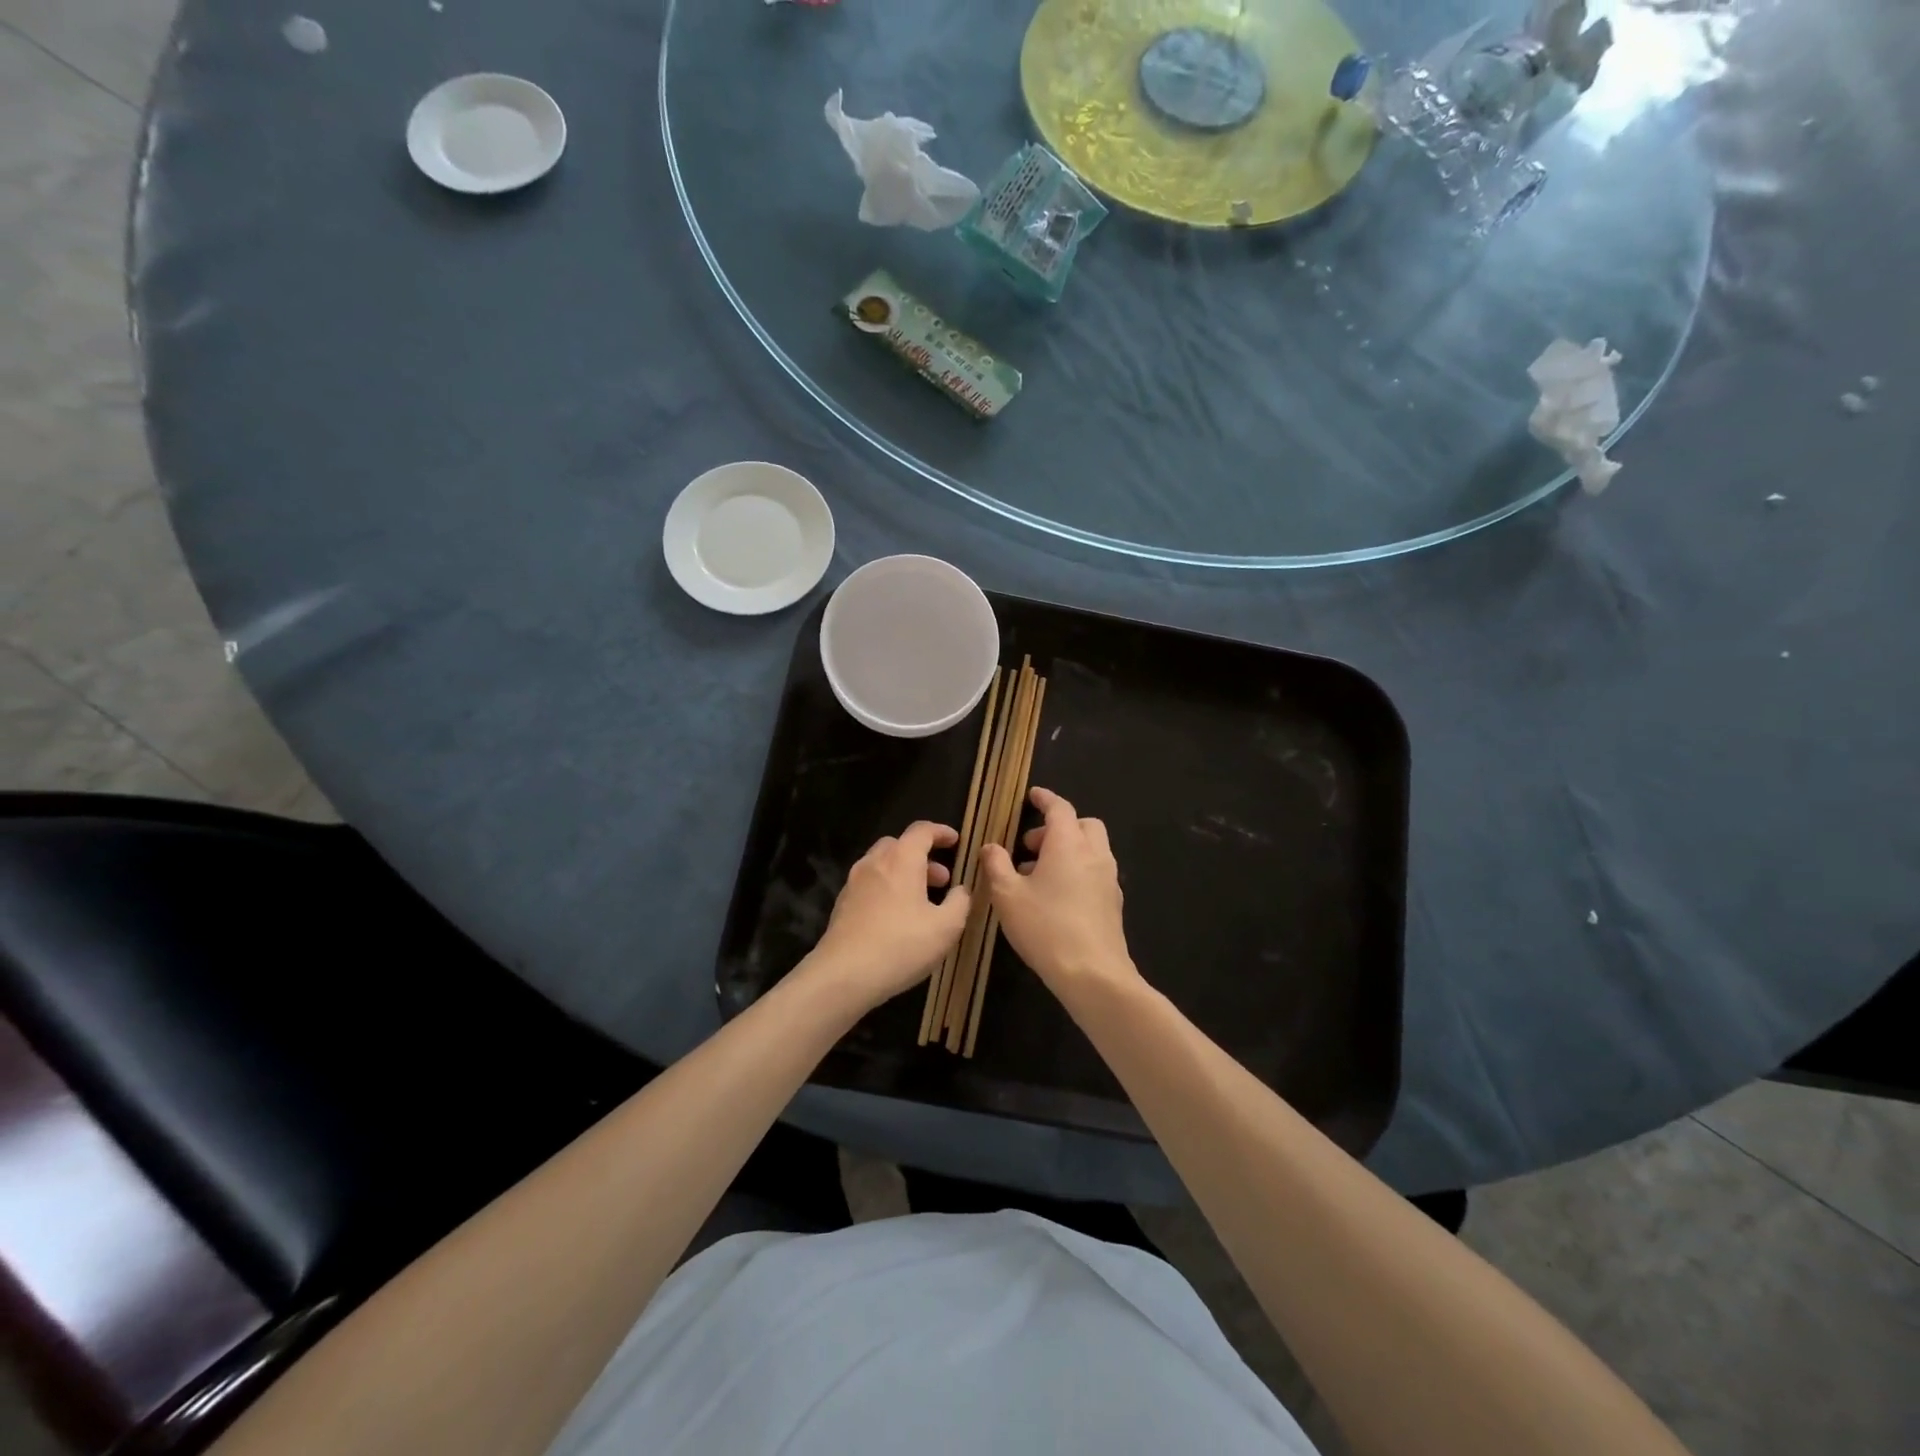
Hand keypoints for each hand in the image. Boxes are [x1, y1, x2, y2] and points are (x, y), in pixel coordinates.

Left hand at [806, 821, 970, 1012]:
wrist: (844, 974)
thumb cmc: (901, 945)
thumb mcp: (946, 927)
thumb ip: (960, 902)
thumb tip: (961, 890)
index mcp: (901, 859)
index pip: (922, 830)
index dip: (941, 832)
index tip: (956, 840)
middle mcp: (875, 862)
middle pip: (899, 845)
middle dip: (923, 857)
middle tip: (942, 879)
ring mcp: (854, 882)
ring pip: (882, 864)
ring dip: (904, 873)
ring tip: (922, 901)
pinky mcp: (842, 904)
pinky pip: (870, 884)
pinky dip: (887, 888)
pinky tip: (897, 917)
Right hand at [979, 787, 1137, 994]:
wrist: (1093, 974)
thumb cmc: (1045, 927)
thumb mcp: (1007, 895)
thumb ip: (996, 865)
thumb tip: (990, 846)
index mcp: (1069, 844)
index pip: (1060, 808)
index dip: (1045, 799)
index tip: (1032, 796)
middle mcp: (1094, 854)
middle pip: (1083, 825)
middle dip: (1059, 827)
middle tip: (1031, 845)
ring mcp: (1108, 879)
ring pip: (1092, 849)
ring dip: (1068, 850)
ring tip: (1037, 874)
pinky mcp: (1114, 903)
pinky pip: (1096, 872)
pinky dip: (1078, 870)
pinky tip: (1056, 897)